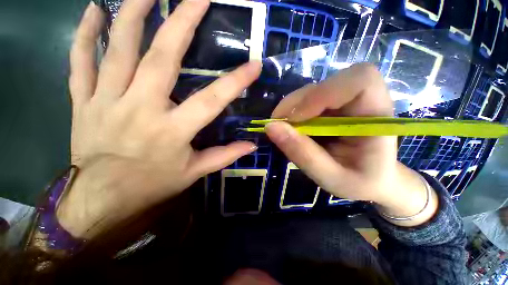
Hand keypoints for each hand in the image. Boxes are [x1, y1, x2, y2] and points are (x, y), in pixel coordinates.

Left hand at [58, 0, 260, 237]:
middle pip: (162, 58)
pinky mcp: (84, 102)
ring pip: (118, 49)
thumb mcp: (194, 172)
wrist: (101, 199)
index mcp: (172, 131)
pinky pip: (80, 61)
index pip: (211, 100)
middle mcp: (140, 108)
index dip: (235, 82)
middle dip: (181, 23)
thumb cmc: (151, 186)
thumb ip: (224, 156)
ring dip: (132, 14)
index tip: (254, 65)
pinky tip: (93, 11)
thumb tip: (251, 145)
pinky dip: (84, 34)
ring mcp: (107, 100)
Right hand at [266, 63, 437, 226]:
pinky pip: (306, 99)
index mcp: (378, 115)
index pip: (359, 80)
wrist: (371, 178)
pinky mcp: (331, 104)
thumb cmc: (359, 182)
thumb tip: (270, 127)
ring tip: (285, 131)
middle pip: (327, 83)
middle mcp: (364, 99)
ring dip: (291, 109)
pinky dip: (292, 112)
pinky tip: (293, 129)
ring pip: (312, 90)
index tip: (296, 119)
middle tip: (279, 127)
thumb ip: (302, 153)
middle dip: (297, 104)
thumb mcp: (330, 177)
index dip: (322, 94)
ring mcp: (345, 99)